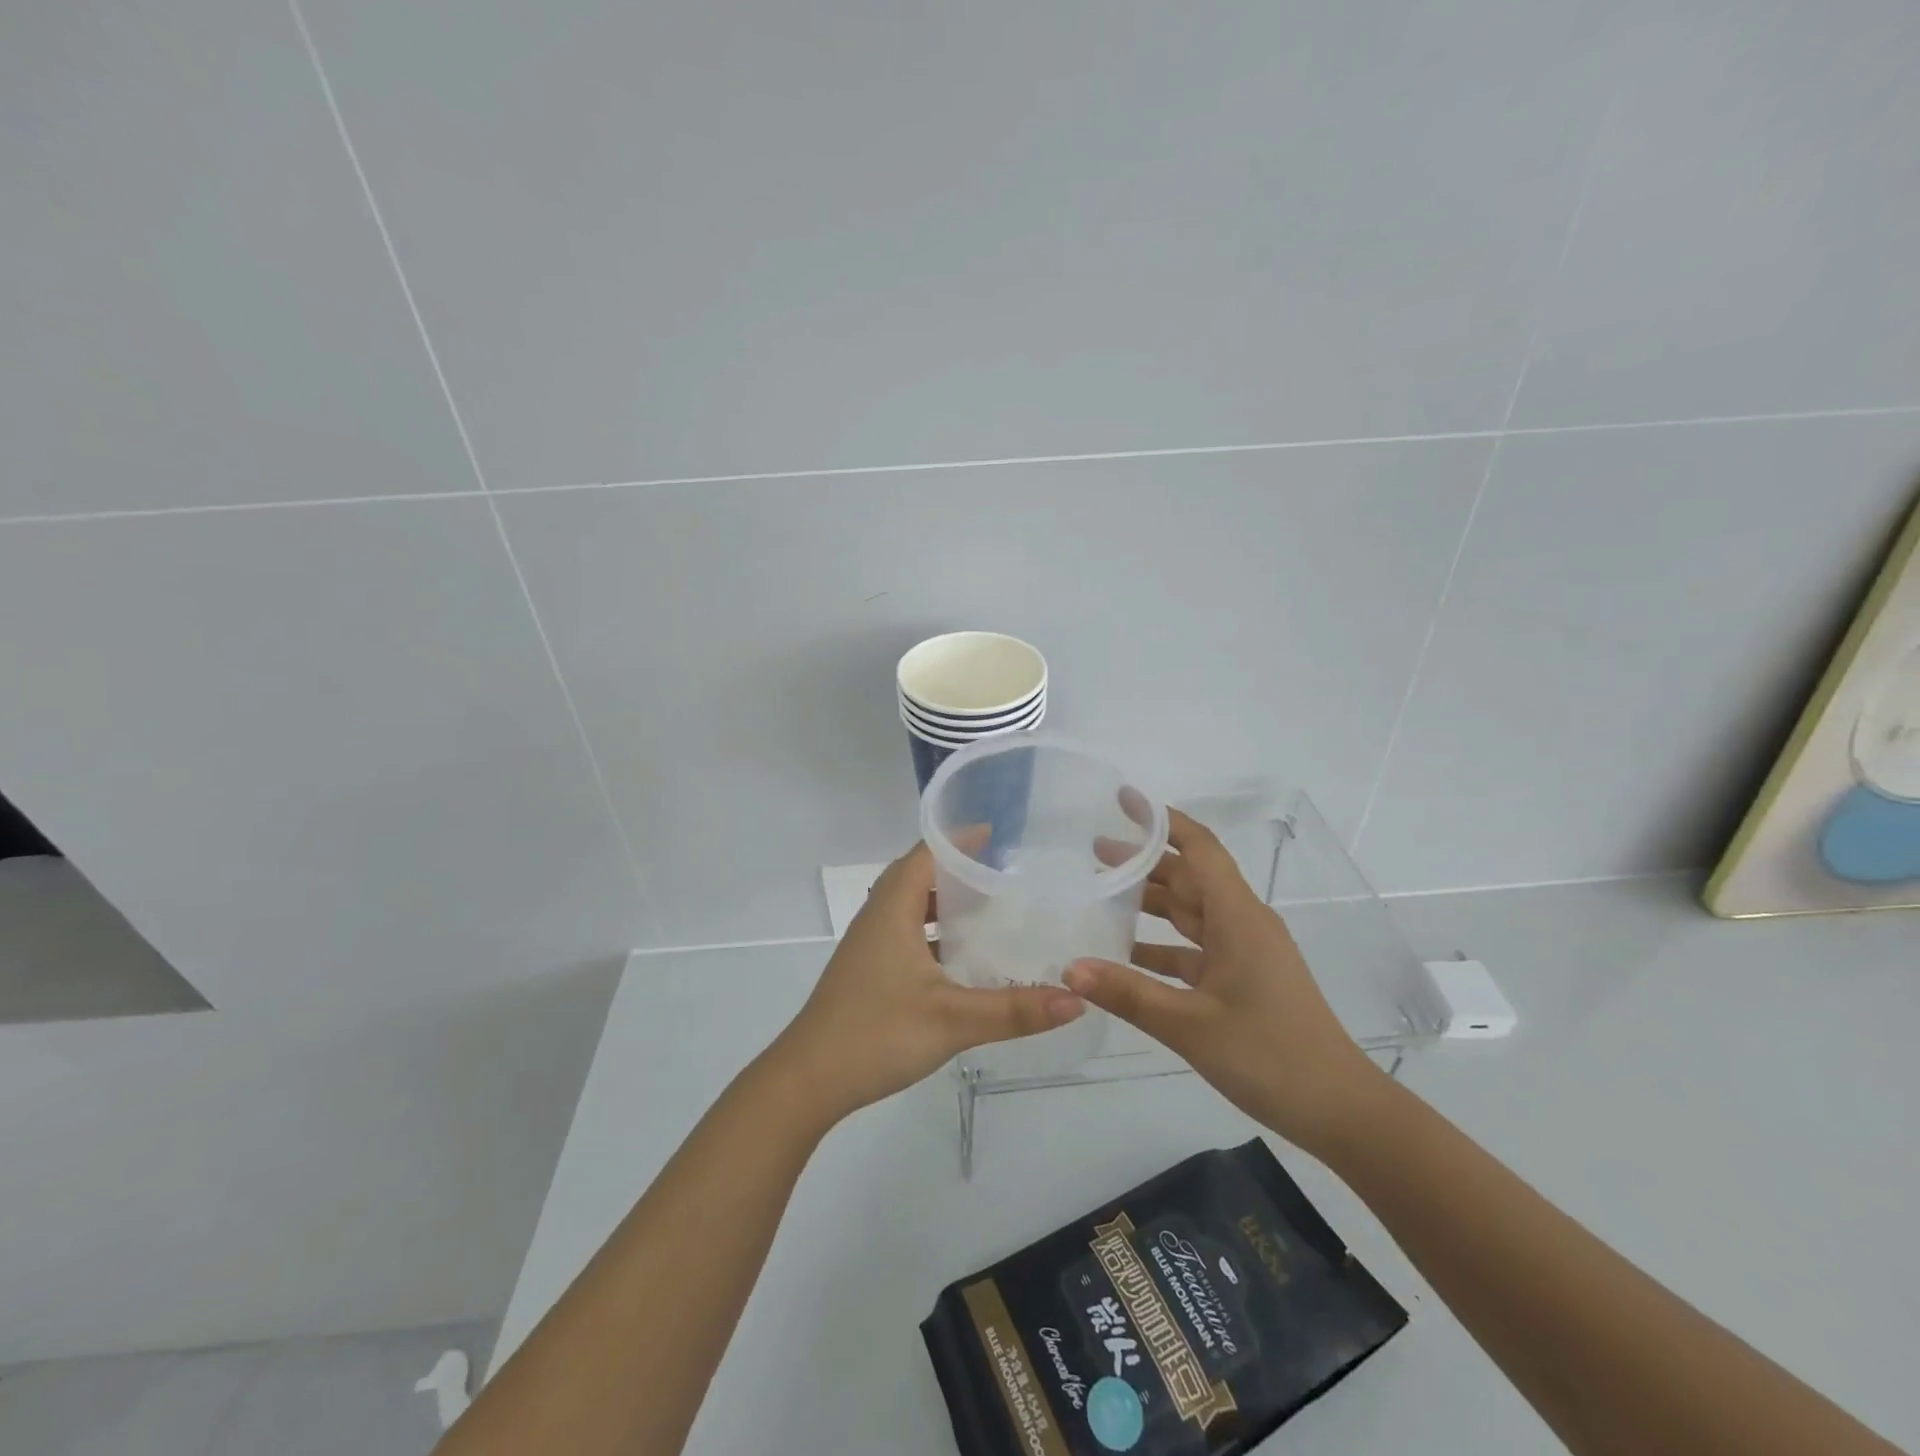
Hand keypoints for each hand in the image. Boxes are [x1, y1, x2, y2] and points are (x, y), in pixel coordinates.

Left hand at [770, 841, 1085, 1122]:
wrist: (808, 1080)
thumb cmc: (877, 1033)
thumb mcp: (954, 1020)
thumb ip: (1016, 1010)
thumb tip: (1077, 999)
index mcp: (892, 910)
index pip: (925, 854)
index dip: (959, 840)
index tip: (997, 835)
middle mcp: (877, 918)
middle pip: (916, 875)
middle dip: (955, 868)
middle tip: (1000, 872)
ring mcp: (868, 946)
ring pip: (909, 907)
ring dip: (943, 902)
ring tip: (987, 909)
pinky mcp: (867, 971)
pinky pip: (904, 933)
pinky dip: (933, 933)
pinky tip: (960, 959)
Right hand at [1064, 808, 1384, 1154]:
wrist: (1340, 1111)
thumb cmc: (1270, 1056)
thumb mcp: (1190, 1025)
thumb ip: (1128, 993)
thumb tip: (1069, 968)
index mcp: (1238, 917)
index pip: (1199, 848)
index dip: (1162, 821)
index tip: (1123, 802)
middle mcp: (1242, 923)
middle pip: (1189, 876)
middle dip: (1143, 860)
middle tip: (1092, 852)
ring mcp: (1245, 952)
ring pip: (1191, 912)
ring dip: (1150, 901)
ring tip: (1101, 893)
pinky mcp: (1242, 979)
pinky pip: (1194, 949)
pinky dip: (1161, 945)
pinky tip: (1125, 953)